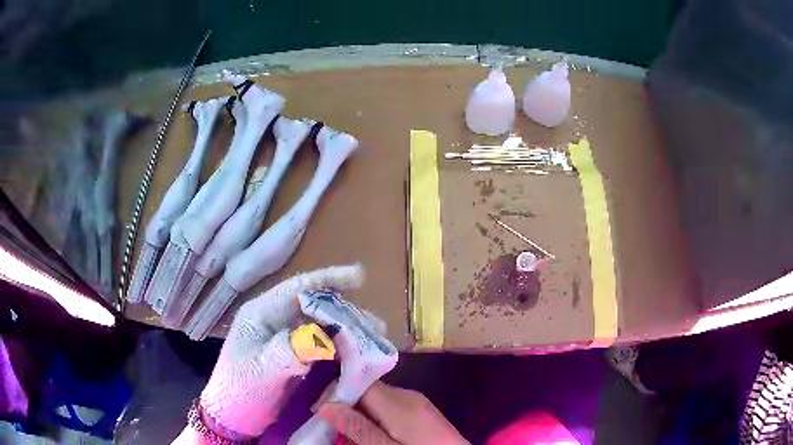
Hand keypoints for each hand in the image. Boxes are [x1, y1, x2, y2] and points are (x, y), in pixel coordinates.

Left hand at [198, 264, 364, 438]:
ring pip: (321, 325)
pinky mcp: (294, 354)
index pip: (297, 288)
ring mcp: (286, 337)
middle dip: (345, 311)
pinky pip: (321, 344)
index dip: (328, 280)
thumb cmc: (239, 389)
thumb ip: (286, 352)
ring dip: (347, 329)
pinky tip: (357, 354)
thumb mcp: (259, 371)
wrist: (234, 415)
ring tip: (373, 339)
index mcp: (262, 313)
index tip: (359, 276)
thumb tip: (320, 339)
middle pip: (315, 306)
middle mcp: (276, 319)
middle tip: (375, 324)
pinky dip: (340, 346)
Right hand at [319, 381, 468, 444]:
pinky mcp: (421, 412)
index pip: (359, 381)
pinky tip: (373, 433)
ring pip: (377, 399)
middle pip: (367, 390)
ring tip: (348, 432)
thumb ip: (358, 428)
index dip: (336, 391)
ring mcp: (417, 403)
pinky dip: (375, 417)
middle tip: (330, 426)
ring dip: (359, 412)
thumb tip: (326, 406)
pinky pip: (390, 407)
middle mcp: (408, 396)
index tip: (319, 410)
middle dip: (345, 404)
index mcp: (398, 402)